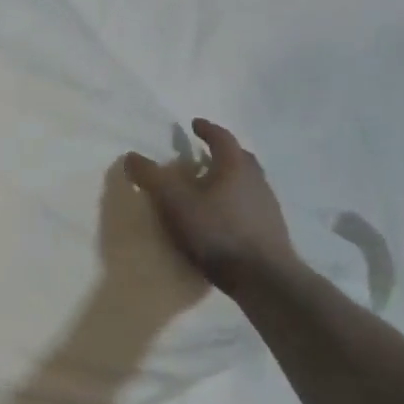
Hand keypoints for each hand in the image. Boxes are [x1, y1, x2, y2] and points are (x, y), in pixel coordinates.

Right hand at [125, 119, 298, 295]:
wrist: (265, 280)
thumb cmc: (218, 232)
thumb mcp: (175, 202)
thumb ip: (152, 177)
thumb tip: (131, 156)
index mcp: (235, 166)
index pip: (222, 138)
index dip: (207, 129)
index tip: (194, 124)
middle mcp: (256, 181)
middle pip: (240, 158)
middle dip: (222, 152)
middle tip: (205, 154)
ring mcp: (268, 207)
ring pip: (248, 183)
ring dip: (231, 179)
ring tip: (211, 187)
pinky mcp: (272, 232)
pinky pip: (251, 206)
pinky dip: (236, 203)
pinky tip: (224, 217)